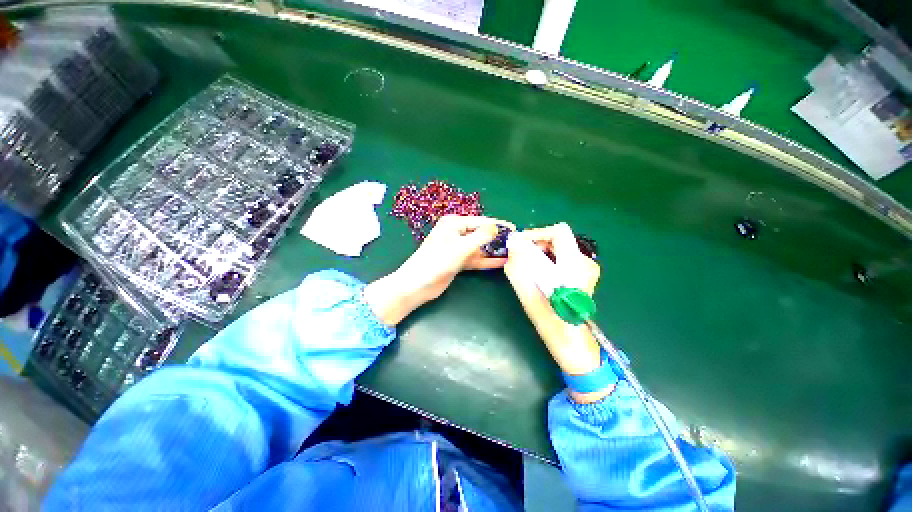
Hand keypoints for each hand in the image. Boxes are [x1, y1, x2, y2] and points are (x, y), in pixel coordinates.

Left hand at [365, 215, 513, 325]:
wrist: (417, 285)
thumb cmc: (437, 262)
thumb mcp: (461, 247)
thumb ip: (481, 236)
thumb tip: (496, 226)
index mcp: (454, 224)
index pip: (481, 222)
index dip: (498, 225)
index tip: (515, 229)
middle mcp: (456, 233)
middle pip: (481, 234)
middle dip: (497, 239)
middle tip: (516, 243)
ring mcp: (457, 248)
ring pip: (479, 247)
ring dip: (493, 251)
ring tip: (512, 253)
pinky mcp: (457, 261)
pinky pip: (475, 259)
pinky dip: (487, 261)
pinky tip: (501, 262)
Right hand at [503, 223, 609, 402]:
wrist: (572, 343)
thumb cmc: (551, 323)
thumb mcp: (530, 295)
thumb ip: (518, 267)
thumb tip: (512, 244)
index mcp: (575, 267)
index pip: (559, 232)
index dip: (536, 233)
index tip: (519, 244)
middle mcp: (585, 263)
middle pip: (558, 238)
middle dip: (536, 243)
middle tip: (518, 256)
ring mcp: (586, 269)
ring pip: (558, 247)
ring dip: (539, 252)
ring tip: (526, 266)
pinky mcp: (582, 274)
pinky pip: (561, 257)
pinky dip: (546, 259)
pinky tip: (537, 273)